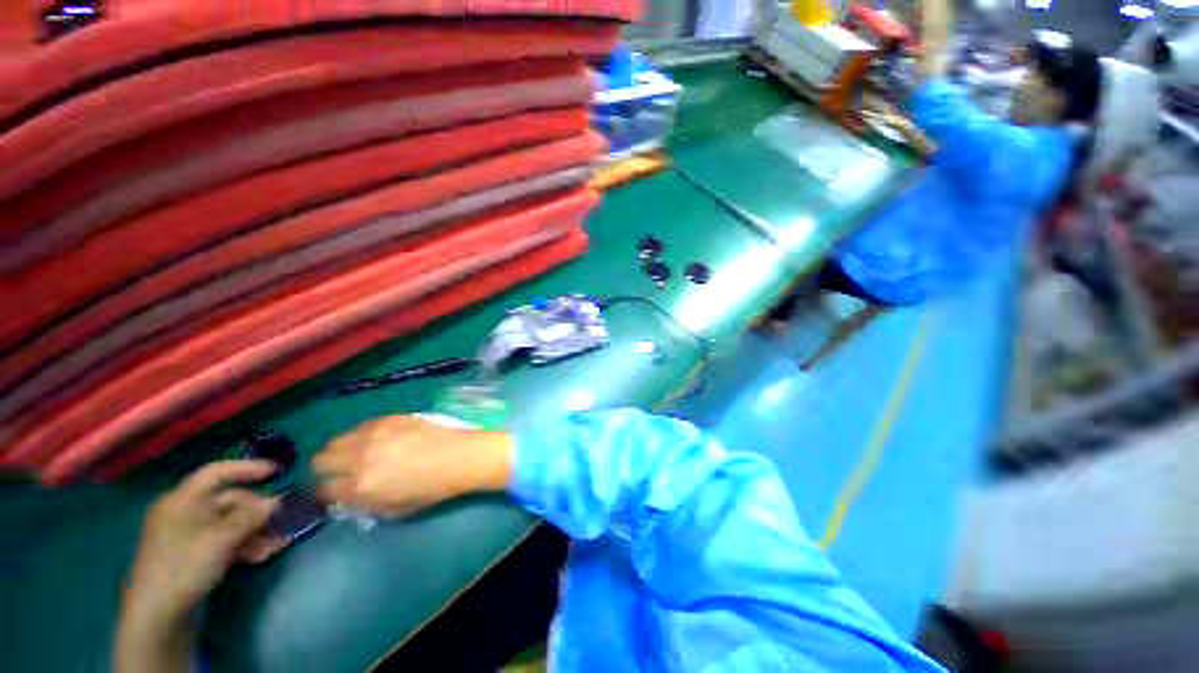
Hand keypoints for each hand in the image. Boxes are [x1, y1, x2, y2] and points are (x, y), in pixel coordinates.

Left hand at [123, 461, 284, 626]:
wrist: (157, 617)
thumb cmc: (183, 567)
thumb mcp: (220, 539)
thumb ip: (250, 517)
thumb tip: (276, 501)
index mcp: (182, 501)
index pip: (216, 473)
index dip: (246, 468)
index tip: (276, 471)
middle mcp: (185, 514)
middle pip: (228, 501)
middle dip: (257, 510)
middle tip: (282, 519)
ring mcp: (189, 537)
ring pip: (231, 524)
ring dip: (256, 531)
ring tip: (278, 542)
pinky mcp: (195, 557)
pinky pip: (225, 542)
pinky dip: (246, 545)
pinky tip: (264, 555)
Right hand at [312, 415, 512, 516]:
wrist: (458, 456)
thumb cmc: (431, 489)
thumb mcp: (394, 510)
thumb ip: (364, 504)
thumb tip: (347, 497)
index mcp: (360, 487)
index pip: (323, 490)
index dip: (327, 493)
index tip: (336, 491)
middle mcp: (359, 458)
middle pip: (320, 460)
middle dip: (327, 469)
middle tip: (343, 471)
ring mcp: (373, 434)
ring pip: (336, 440)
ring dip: (341, 450)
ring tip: (359, 454)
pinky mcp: (387, 418)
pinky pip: (360, 426)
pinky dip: (361, 435)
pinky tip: (377, 439)